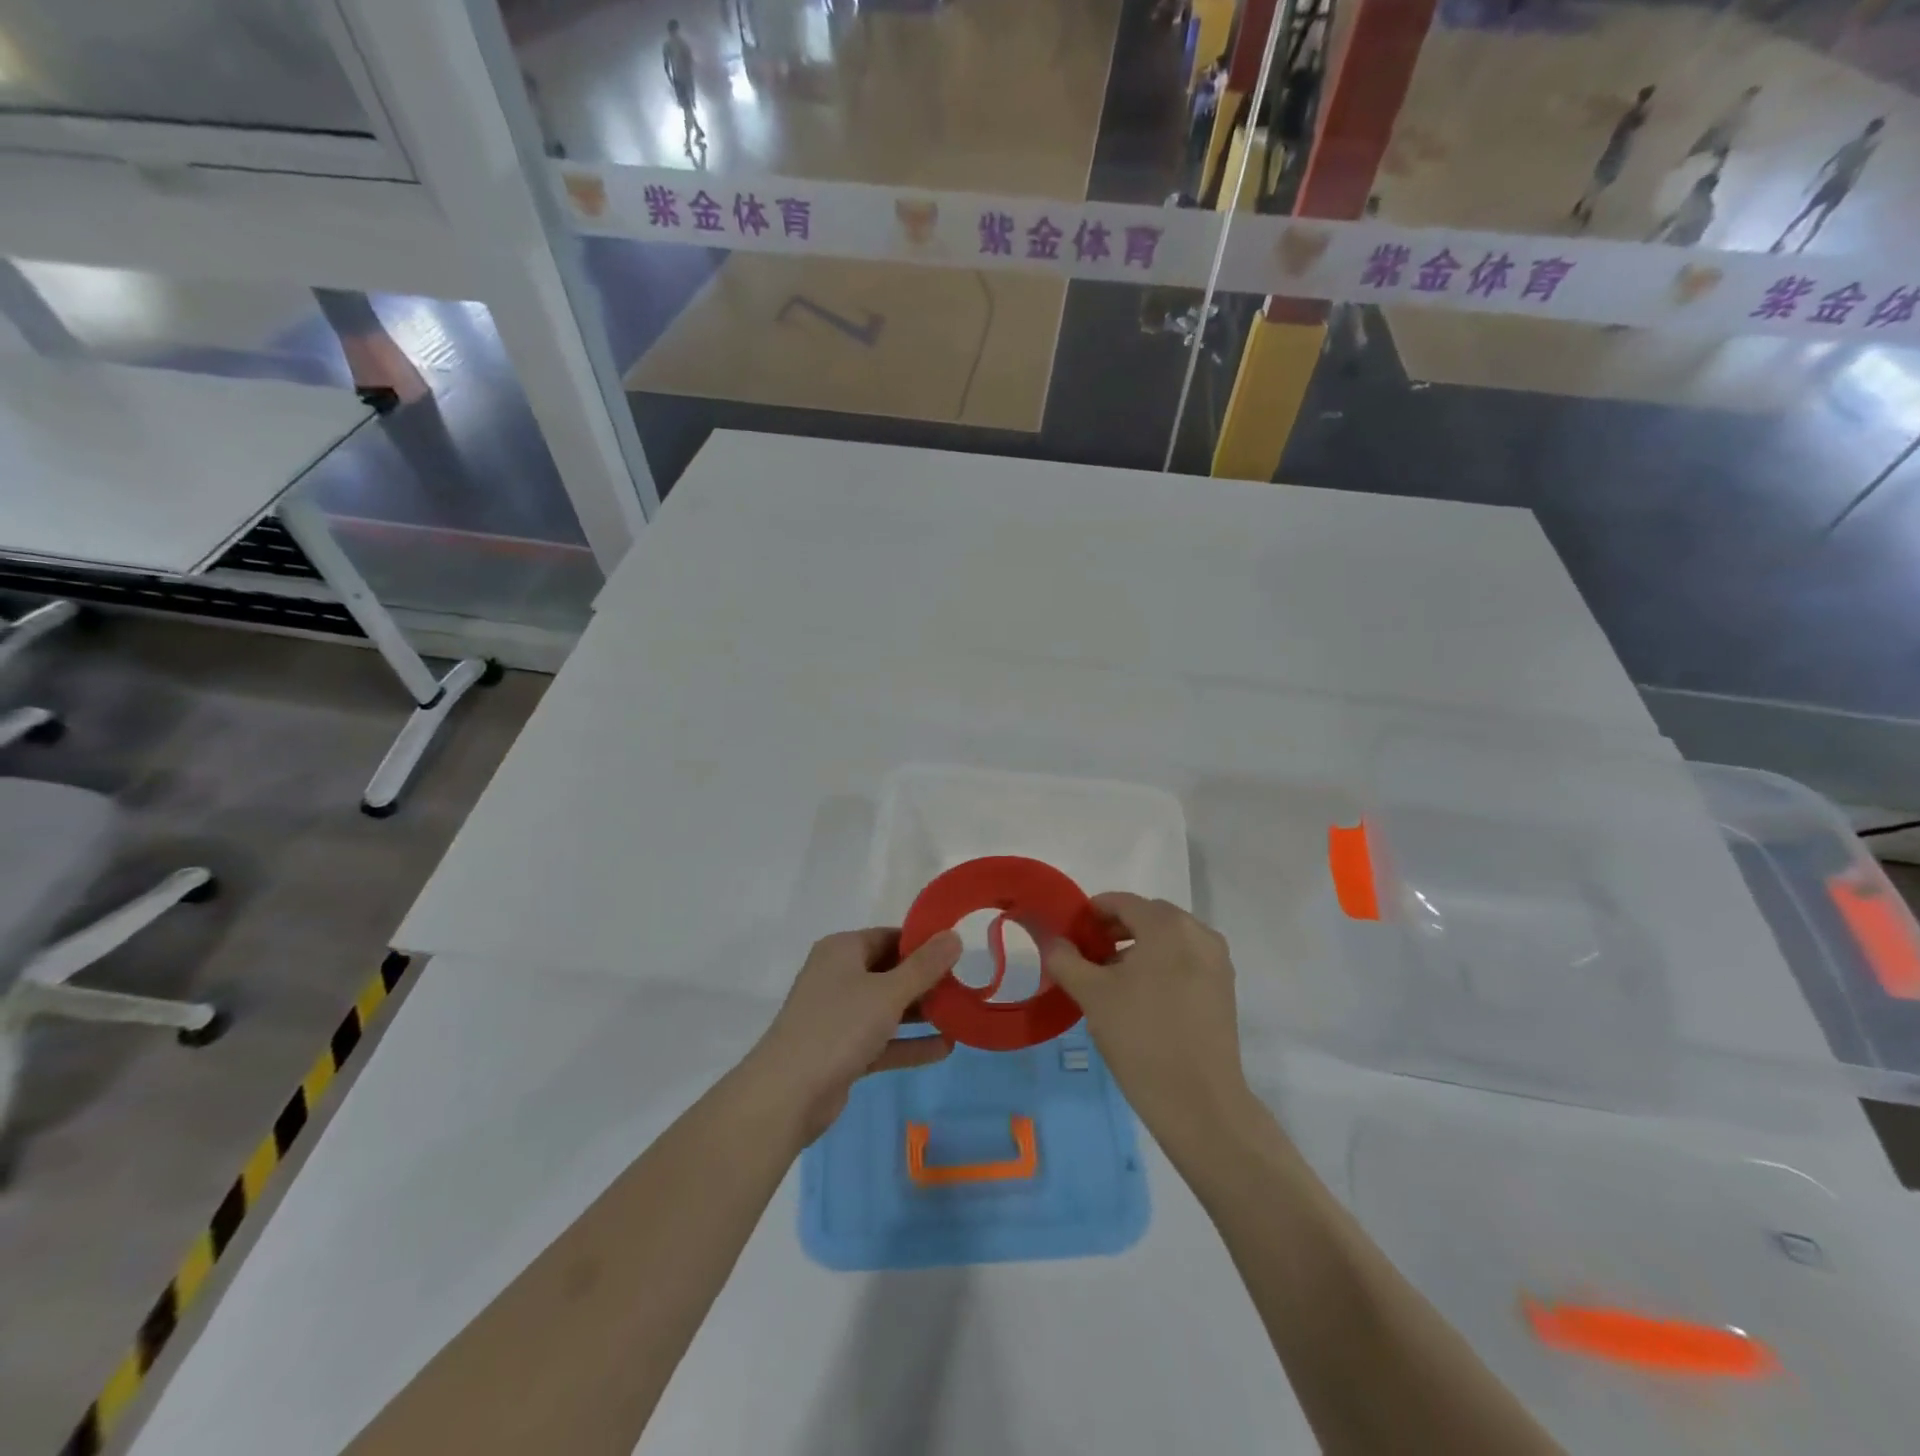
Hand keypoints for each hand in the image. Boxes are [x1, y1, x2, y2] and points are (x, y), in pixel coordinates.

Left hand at [745, 928, 960, 1144]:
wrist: (787, 1094)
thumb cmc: (838, 1027)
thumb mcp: (888, 992)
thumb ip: (925, 966)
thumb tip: (954, 935)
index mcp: (842, 950)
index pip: (890, 936)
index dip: (923, 943)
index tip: (958, 954)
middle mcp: (838, 977)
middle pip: (890, 971)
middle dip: (926, 981)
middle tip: (964, 987)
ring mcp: (838, 1016)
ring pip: (887, 1007)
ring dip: (921, 1013)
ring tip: (961, 1016)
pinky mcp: (842, 1051)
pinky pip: (882, 1039)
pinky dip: (908, 1043)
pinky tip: (945, 1049)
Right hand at [1043, 894, 1251, 1143]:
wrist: (1199, 1102)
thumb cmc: (1141, 1037)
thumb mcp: (1092, 995)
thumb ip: (1066, 959)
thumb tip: (1055, 942)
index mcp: (1167, 925)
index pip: (1122, 902)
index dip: (1091, 913)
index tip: (1070, 935)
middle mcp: (1198, 933)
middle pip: (1148, 917)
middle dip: (1115, 930)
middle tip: (1087, 956)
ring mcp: (1217, 962)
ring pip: (1169, 940)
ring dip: (1139, 948)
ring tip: (1111, 978)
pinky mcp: (1224, 989)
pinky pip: (1186, 961)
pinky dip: (1161, 965)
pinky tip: (1141, 996)